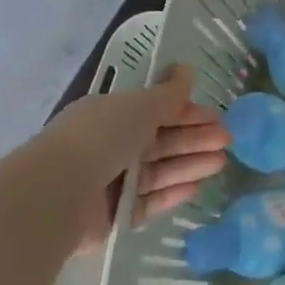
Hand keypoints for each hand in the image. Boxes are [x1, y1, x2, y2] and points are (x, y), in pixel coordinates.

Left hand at [35, 64, 228, 253]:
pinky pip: (148, 200)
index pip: (156, 110)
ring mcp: (109, 181)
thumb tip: (187, 70)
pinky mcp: (111, 215)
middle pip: (160, 141)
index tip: (217, 117)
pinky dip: (171, 193)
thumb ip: (169, 92)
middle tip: (227, 141)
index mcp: (110, 114)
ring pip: (158, 170)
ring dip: (189, 164)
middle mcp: (108, 145)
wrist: (57, 194)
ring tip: (219, 164)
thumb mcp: (141, 105)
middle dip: (194, 139)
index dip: (188, 112)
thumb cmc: (101, 137)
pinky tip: (196, 188)